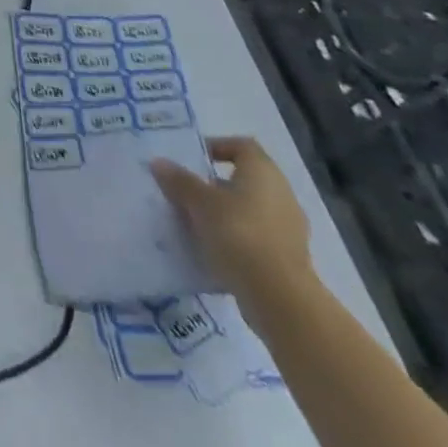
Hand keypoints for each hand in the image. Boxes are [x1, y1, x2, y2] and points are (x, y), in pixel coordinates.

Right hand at [151, 137, 314, 318]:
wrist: (280, 299)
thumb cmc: (239, 234)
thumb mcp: (199, 202)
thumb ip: (179, 181)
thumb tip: (159, 163)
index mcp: (264, 173)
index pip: (242, 146)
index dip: (217, 147)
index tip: (193, 159)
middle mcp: (281, 196)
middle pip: (244, 180)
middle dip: (214, 185)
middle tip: (186, 191)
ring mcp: (289, 231)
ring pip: (249, 211)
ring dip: (223, 214)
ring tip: (193, 222)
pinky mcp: (288, 261)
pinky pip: (255, 239)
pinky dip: (235, 240)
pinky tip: (211, 250)